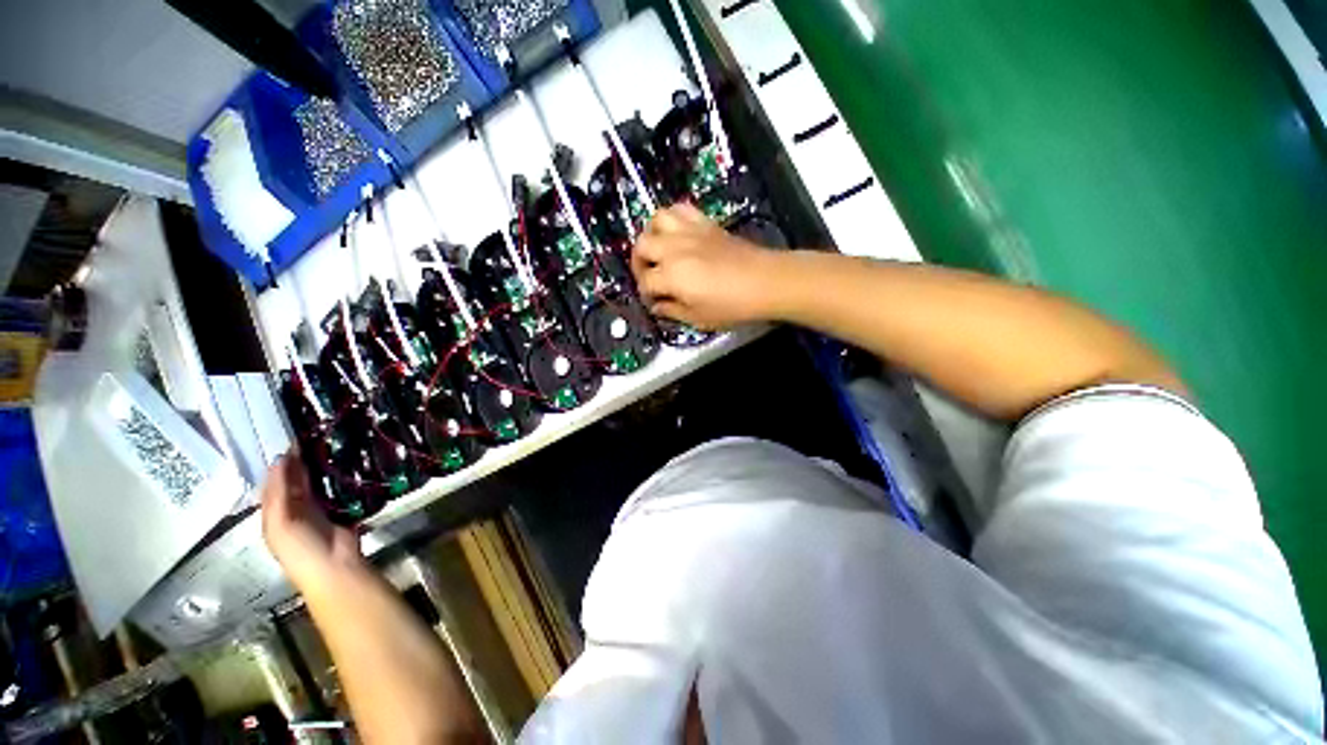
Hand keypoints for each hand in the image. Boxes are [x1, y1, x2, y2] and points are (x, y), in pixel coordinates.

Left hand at [261, 452, 361, 590]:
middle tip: (314, 437)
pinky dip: (338, 476)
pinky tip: (345, 462)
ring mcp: (317, 508)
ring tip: (330, 445)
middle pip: (295, 481)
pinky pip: (336, 488)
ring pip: (315, 482)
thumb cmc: (300, 547)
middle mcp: (293, 509)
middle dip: (301, 462)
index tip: (293, 440)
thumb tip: (280, 458)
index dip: (280, 464)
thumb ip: (279, 491)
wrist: (333, 565)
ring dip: (320, 467)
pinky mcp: (339, 508)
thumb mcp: (281, 521)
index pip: (274, 483)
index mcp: (273, 513)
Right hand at [632, 204, 780, 329]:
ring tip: (658, 250)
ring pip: (656, 220)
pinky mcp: (705, 223)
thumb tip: (657, 306)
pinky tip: (677, 233)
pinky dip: (672, 218)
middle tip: (649, 276)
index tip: (654, 301)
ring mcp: (689, 232)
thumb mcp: (698, 318)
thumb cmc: (733, 306)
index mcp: (671, 276)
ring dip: (651, 235)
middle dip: (639, 263)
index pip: (645, 282)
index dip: (645, 294)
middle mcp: (674, 249)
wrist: (765, 281)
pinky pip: (680, 209)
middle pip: (642, 247)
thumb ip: (672, 311)